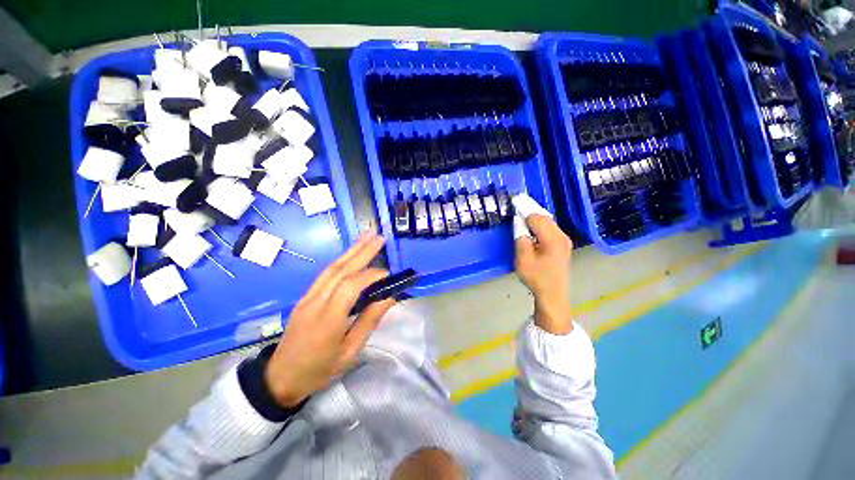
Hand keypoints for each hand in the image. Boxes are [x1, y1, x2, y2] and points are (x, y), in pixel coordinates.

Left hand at [264, 232, 394, 406]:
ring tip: (368, 236)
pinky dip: (342, 259)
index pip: (350, 287)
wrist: (280, 377)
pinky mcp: (305, 295)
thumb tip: (389, 297)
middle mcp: (316, 302)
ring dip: (352, 250)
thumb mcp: (349, 352)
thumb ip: (369, 321)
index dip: (371, 276)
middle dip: (362, 251)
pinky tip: (351, 252)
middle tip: (380, 237)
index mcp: (328, 321)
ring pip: (332, 267)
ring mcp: (308, 296)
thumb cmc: (319, 369)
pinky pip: (325, 273)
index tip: (389, 274)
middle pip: (341, 270)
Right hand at [514, 215, 573, 334]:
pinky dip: (540, 225)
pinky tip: (532, 228)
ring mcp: (564, 241)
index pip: (537, 218)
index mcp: (552, 239)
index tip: (514, 205)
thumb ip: (521, 238)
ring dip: (535, 218)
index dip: (524, 212)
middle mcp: (561, 237)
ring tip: (522, 217)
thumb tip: (519, 224)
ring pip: (549, 222)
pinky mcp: (563, 245)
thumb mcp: (523, 259)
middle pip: (545, 217)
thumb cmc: (537, 278)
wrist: (553, 295)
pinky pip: (551, 229)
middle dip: (530, 212)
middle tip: (517, 208)